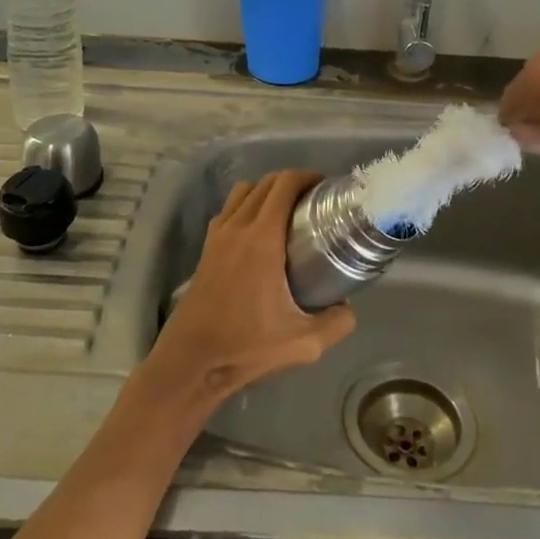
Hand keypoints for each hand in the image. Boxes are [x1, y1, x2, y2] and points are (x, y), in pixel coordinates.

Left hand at [143, 170, 355, 405]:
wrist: (191, 362)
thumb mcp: (304, 343)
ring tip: (286, 212)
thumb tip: (348, 307)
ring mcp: (217, 235)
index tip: (326, 188)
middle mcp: (237, 227)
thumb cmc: (246, 347)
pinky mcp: (206, 248)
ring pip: (243, 192)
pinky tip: (258, 233)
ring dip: (266, 191)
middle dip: (291, 182)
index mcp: (262, 239)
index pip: (284, 185)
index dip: (307, 177)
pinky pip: (228, 210)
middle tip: (314, 201)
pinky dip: (245, 206)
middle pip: (265, 183)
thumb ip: (336, 323)